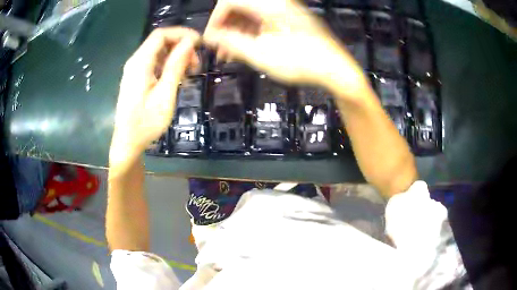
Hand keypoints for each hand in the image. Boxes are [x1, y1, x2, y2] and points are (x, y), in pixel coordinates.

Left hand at [109, 27, 199, 175]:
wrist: (128, 142)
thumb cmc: (146, 123)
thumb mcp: (165, 95)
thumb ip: (175, 66)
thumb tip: (190, 42)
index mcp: (140, 63)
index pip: (161, 35)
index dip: (182, 34)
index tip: (199, 43)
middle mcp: (135, 62)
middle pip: (160, 42)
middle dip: (181, 47)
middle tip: (196, 64)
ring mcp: (135, 70)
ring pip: (159, 52)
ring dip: (176, 57)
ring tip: (189, 73)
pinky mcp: (136, 78)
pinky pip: (154, 63)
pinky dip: (168, 66)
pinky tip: (177, 79)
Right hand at [203, 0, 365, 92]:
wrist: (335, 70)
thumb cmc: (301, 62)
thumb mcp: (261, 54)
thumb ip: (231, 42)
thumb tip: (210, 37)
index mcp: (270, 4)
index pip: (229, 1)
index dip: (215, 19)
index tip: (211, 39)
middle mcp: (276, 2)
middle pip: (239, 7)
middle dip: (225, 27)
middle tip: (219, 49)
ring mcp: (284, 10)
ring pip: (250, 15)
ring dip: (237, 32)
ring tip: (229, 54)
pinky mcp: (289, 20)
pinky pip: (263, 21)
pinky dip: (251, 33)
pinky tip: (245, 49)